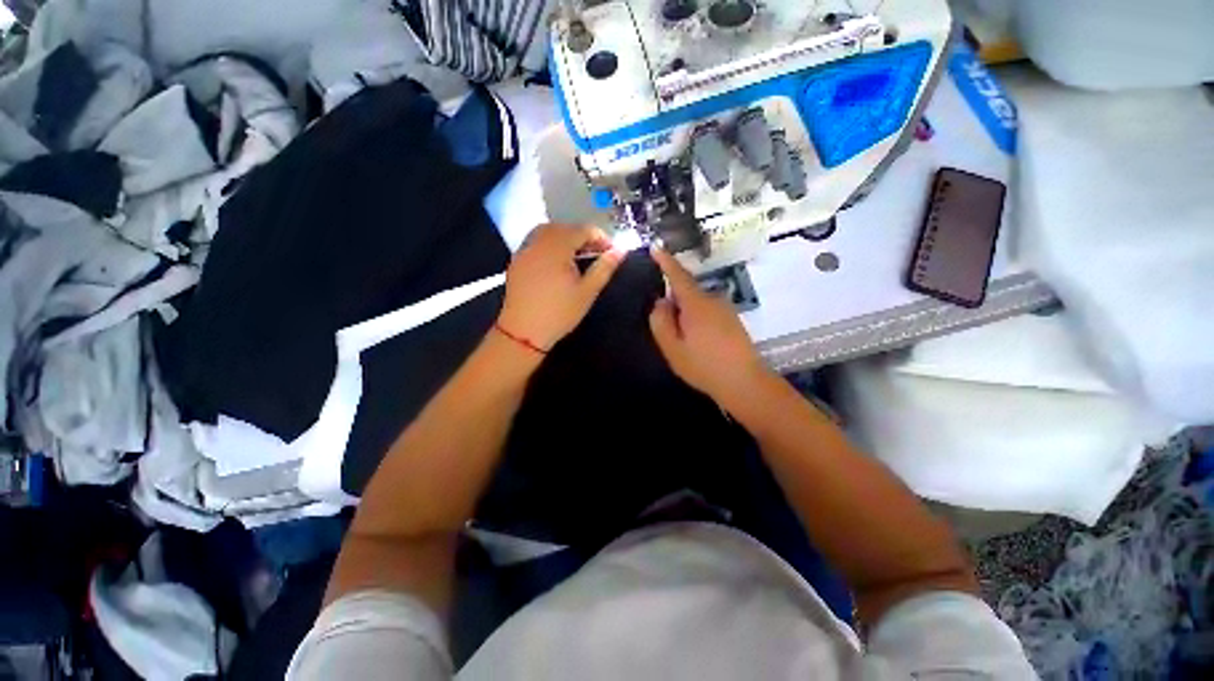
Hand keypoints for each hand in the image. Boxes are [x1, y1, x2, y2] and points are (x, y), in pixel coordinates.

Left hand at [497, 224, 623, 350]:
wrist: (523, 332)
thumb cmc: (559, 313)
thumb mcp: (587, 292)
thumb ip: (604, 268)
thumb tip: (621, 250)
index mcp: (557, 247)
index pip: (582, 230)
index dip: (600, 237)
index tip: (611, 251)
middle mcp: (538, 242)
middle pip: (564, 228)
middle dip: (582, 236)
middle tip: (595, 253)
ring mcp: (524, 250)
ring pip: (547, 232)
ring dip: (565, 237)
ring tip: (577, 255)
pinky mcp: (516, 260)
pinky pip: (535, 242)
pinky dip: (549, 244)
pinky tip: (557, 262)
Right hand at [648, 246, 769, 406]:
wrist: (746, 383)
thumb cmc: (704, 365)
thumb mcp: (672, 347)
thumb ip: (660, 321)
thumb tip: (660, 302)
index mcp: (696, 303)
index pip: (678, 275)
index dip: (665, 261)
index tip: (655, 247)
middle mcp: (713, 299)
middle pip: (686, 292)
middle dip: (673, 302)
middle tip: (666, 329)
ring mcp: (725, 309)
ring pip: (697, 304)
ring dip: (686, 315)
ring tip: (683, 342)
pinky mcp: (732, 320)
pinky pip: (707, 312)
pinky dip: (697, 321)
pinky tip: (698, 344)